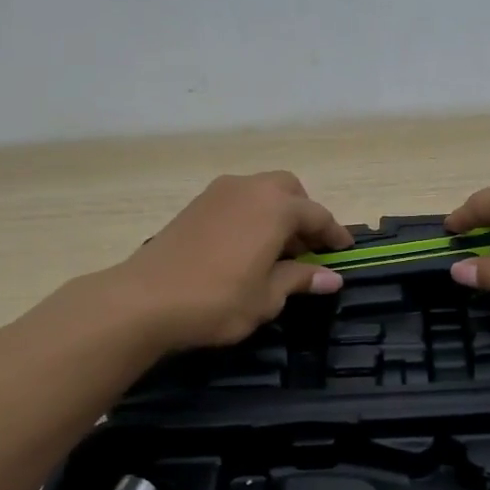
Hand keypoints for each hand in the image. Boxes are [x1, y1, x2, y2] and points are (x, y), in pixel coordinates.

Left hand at [116, 171, 353, 351]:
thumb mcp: (267, 297)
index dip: (334, 234)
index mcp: (275, 207)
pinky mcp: (195, 205)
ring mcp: (219, 193)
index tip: (344, 251)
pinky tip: (248, 247)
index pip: (317, 215)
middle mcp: (250, 189)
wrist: (144, 299)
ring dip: (277, 213)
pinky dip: (253, 215)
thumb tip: (331, 278)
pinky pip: (238, 201)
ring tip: (279, 250)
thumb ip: (300, 279)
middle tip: (309, 248)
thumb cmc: (218, 300)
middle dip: (304, 214)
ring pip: (261, 192)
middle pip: (289, 191)